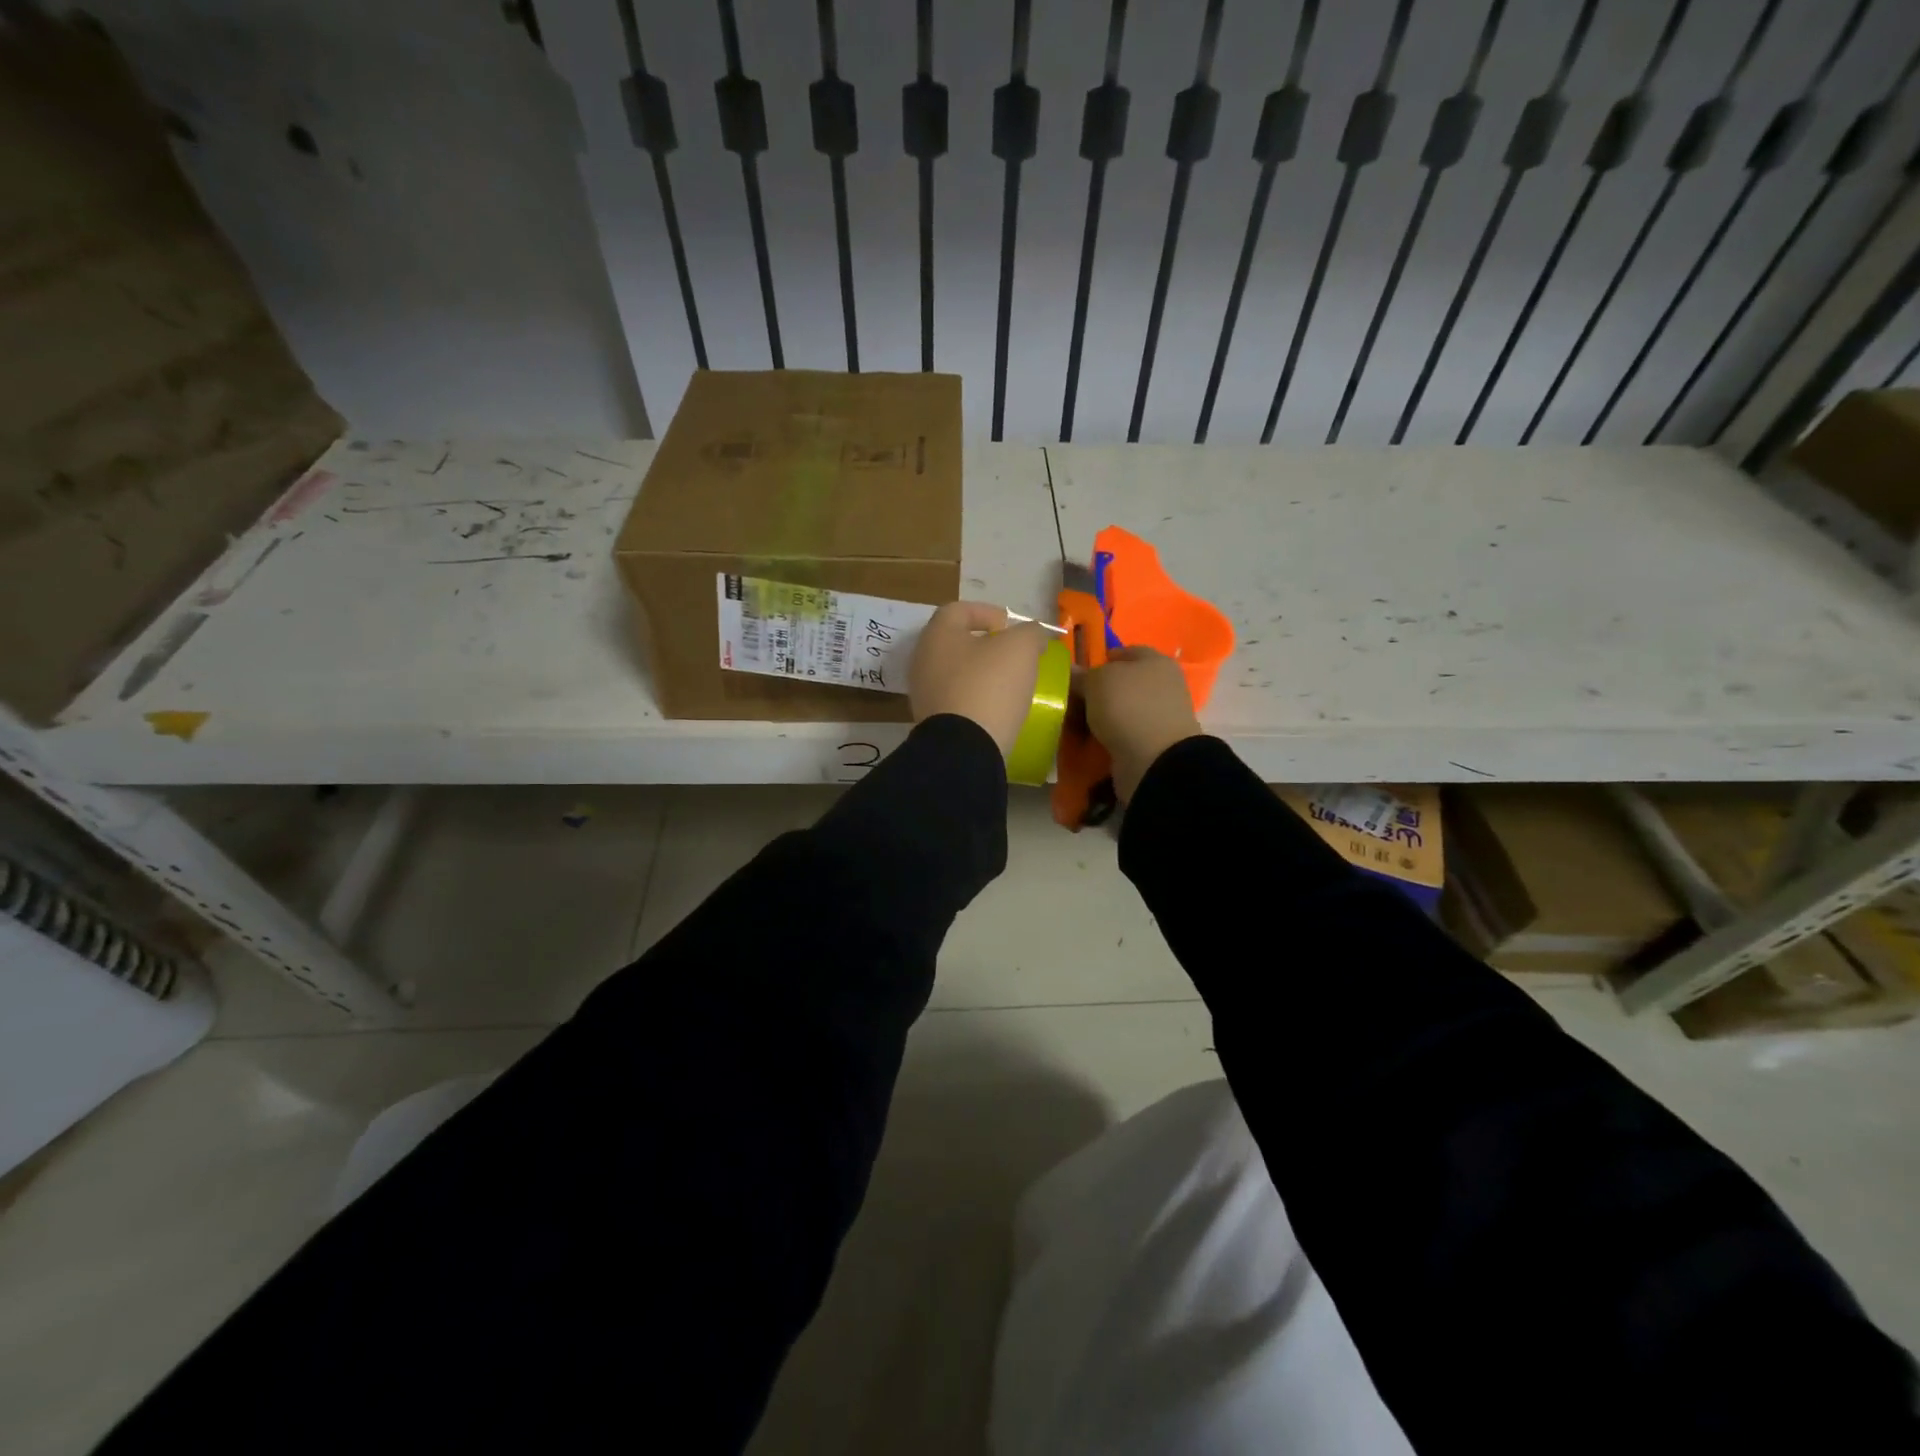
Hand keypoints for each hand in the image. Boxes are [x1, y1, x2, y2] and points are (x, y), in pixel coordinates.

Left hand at [909, 601, 1050, 756]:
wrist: (965, 748)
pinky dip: (976, 698)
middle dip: (985, 645)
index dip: (986, 612)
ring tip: (1009, 682)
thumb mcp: (1021, 648)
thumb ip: (1030, 633)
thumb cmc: (989, 685)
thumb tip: (1033, 635)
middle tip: (1013, 654)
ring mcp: (924, 693)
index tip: (1010, 626)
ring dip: (981, 673)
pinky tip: (997, 708)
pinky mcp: (931, 722)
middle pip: (956, 642)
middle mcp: (923, 660)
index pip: (958, 610)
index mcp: (937, 634)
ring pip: (956, 673)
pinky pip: (956, 700)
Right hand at [1082, 646, 1203, 802]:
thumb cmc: (1128, 706)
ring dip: (1100, 715)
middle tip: (1071, 698)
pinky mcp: (1152, 743)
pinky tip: (1089, 739)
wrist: (1154, 760)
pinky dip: (1107, 736)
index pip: (1126, 651)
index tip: (1078, 671)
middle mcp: (1162, 685)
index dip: (1101, 658)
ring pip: (1121, 709)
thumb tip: (1072, 672)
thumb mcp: (1096, 681)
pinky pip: (1123, 733)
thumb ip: (1082, 675)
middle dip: (1097, 690)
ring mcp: (1159, 716)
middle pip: (1123, 683)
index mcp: (1156, 661)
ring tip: (1074, 722)